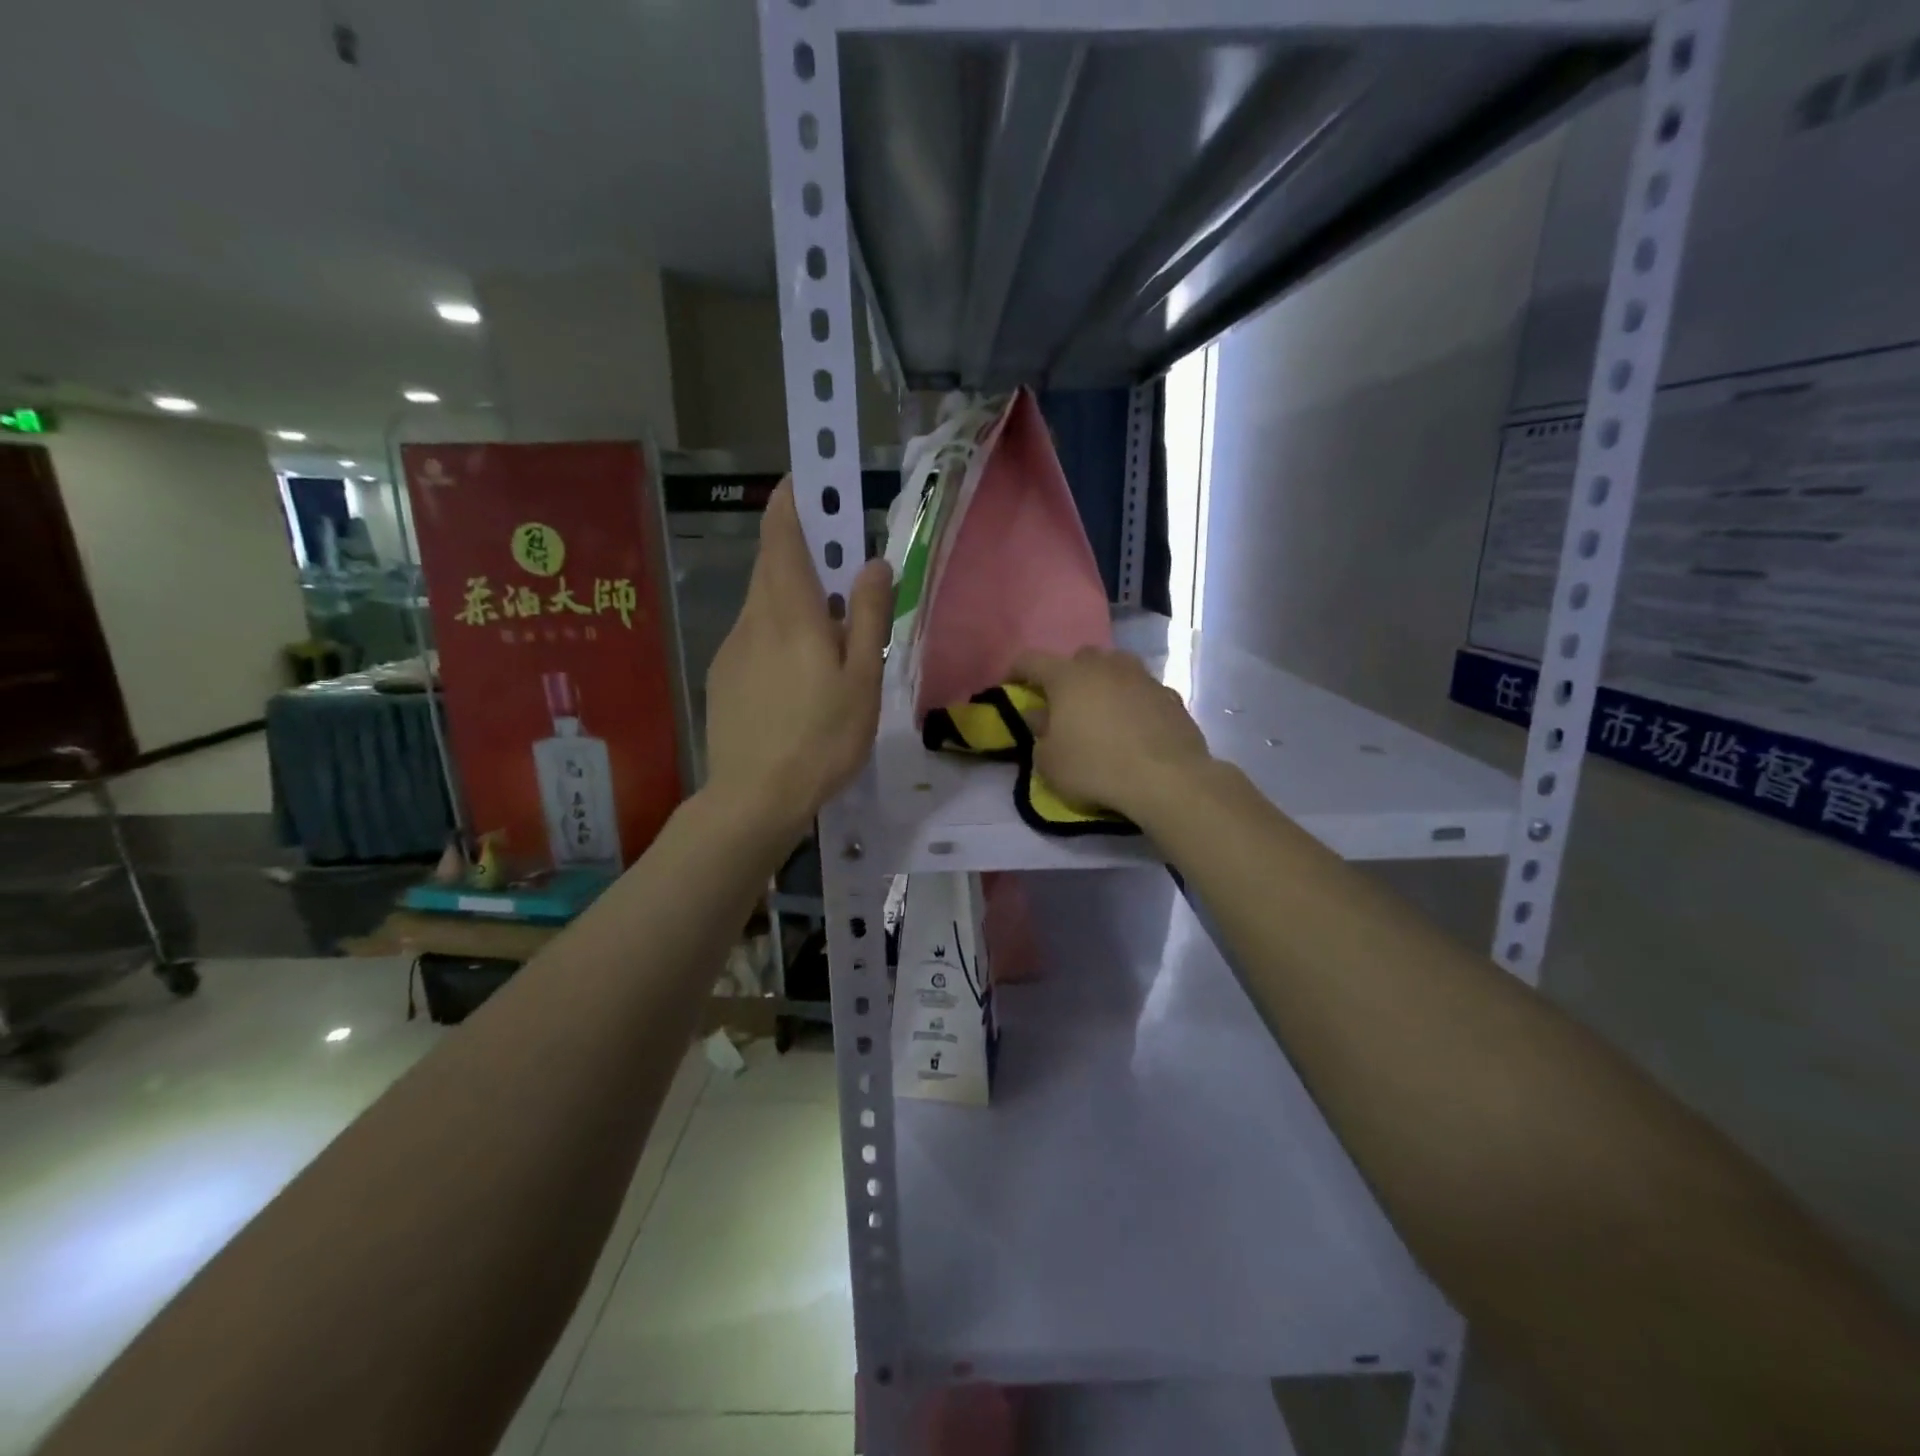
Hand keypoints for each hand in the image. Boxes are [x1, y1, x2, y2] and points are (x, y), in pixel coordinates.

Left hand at [704, 480, 891, 837]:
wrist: (754, 797)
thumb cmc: (822, 738)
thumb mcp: (862, 679)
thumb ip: (868, 617)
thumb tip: (873, 562)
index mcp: (789, 612)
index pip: (781, 536)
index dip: (792, 502)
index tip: (807, 482)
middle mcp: (753, 618)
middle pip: (770, 564)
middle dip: (797, 546)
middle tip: (836, 559)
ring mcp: (732, 647)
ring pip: (762, 602)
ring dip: (790, 593)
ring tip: (825, 627)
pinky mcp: (723, 676)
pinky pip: (752, 635)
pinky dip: (776, 629)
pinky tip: (797, 672)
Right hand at [1011, 647, 1214, 823]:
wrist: (1167, 779)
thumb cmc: (1096, 768)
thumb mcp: (1050, 764)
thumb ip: (1039, 736)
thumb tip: (1041, 717)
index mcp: (1068, 677)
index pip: (1032, 660)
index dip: (1017, 670)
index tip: (1011, 684)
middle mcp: (1105, 666)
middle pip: (1080, 658)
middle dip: (1068, 675)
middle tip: (1064, 702)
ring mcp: (1142, 677)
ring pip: (1116, 668)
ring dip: (1105, 683)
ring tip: (1101, 711)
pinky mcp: (1170, 696)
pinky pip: (1143, 691)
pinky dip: (1133, 702)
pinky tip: (1134, 726)